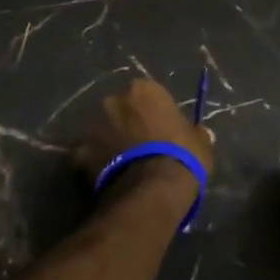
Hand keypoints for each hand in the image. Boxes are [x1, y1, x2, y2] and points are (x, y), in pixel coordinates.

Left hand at [76, 78, 215, 190]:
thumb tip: (201, 133)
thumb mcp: (201, 143)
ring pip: (100, 131)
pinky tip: (107, 179)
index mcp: (143, 90)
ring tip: (122, 165)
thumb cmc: (182, 156)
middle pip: (119, 109)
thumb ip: (195, 133)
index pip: (147, 94)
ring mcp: (92, 126)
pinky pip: (87, 156)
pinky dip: (95, 164)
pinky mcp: (79, 153)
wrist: (152, 189)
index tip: (160, 129)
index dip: (153, 112)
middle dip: (126, 124)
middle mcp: (113, 101)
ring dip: (109, 142)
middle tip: (138, 146)